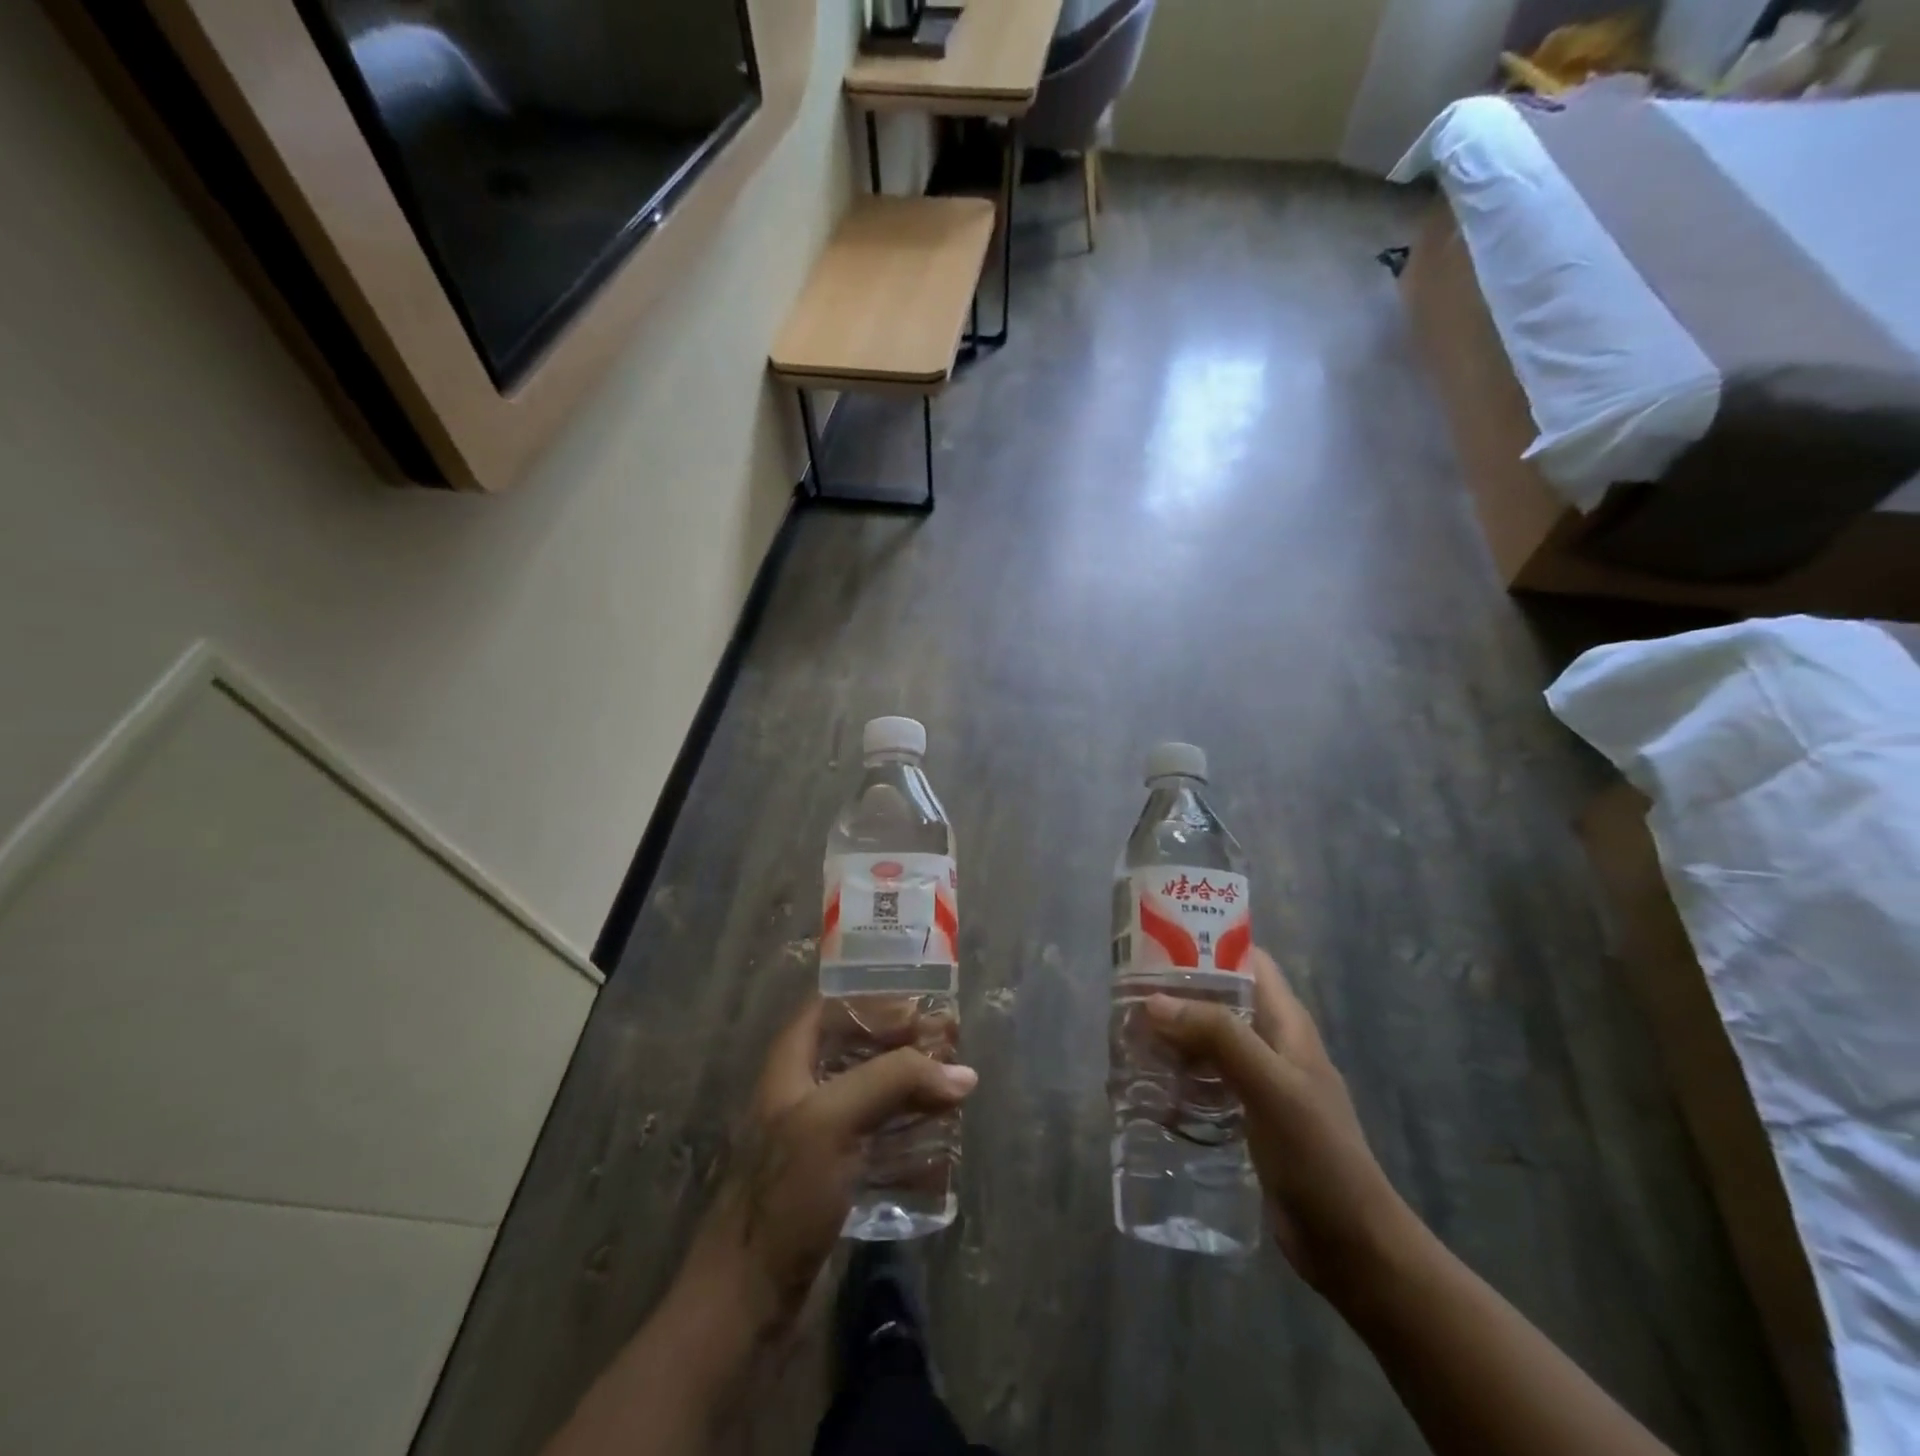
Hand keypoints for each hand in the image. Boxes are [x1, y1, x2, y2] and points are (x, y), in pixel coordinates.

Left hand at [679, 996, 978, 1335]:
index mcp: (789, 1066)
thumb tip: (962, 1073)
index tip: (919, 1006)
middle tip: (949, 1045)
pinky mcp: (834, 1180)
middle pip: (856, 1049)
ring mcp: (818, 1139)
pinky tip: (940, 1139)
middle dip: (902, 1043)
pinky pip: (878, 1141)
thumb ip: (895, 1081)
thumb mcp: (834, 1119)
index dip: (872, 1001)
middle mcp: (803, 1093)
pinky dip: (909, 1132)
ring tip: (953, 1087)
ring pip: (870, 1095)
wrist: (747, 1302)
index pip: (829, 1008)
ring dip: (910, 1087)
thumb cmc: (783, 1194)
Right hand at [1145, 948, 1410, 1291]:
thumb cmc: (1319, 1155)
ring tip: (1127, 1032)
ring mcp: (1260, 1082)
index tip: (1158, 939)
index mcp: (1287, 1023)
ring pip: (1209, 1041)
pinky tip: (1147, 1082)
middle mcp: (1272, 1044)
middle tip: (1128, 991)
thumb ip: (1218, 1037)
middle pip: (1220, 1000)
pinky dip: (1179, 1074)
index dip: (1209, 942)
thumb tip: (1154, 1001)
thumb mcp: (1270, 1085)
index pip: (1249, 961)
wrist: (1351, 1245)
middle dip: (1178, 992)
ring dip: (1173, 1034)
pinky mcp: (1247, 1117)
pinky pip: (1206, 1080)